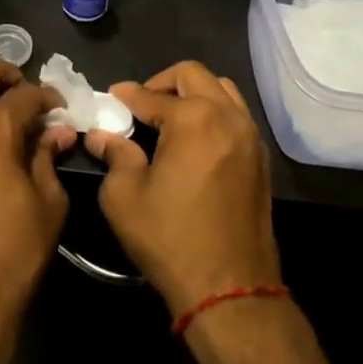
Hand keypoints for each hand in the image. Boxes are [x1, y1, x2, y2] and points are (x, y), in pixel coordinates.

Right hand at [85, 61, 280, 317]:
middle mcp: (227, 117)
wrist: (230, 288)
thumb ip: (114, 155)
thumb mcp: (125, 196)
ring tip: (170, 117)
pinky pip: (237, 116)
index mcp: (193, 119)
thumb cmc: (170, 238)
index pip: (151, 95)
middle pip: (194, 75)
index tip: (110, 97)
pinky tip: (194, 139)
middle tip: (141, 104)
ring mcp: (250, 137)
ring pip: (222, 90)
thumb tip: (101, 135)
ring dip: (194, 93)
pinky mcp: (260, 160)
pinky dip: (214, 113)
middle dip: (163, 82)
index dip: (126, 95)